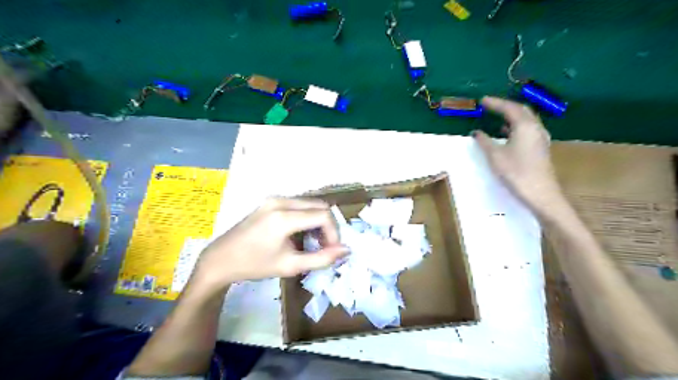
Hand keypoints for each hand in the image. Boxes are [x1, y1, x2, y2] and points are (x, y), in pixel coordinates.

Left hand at [192, 197, 345, 288]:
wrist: (221, 259)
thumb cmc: (254, 265)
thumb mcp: (290, 266)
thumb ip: (321, 259)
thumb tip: (346, 250)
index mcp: (283, 217)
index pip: (323, 215)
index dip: (334, 232)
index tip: (332, 250)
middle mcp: (280, 201)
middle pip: (319, 205)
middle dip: (328, 226)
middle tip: (325, 246)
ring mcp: (274, 198)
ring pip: (310, 204)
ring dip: (318, 221)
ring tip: (314, 242)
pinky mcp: (271, 201)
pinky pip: (299, 204)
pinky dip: (307, 217)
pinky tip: (301, 234)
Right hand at [472, 97, 565, 214]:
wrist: (540, 193)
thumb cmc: (516, 172)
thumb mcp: (495, 156)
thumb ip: (484, 141)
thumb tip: (476, 132)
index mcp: (525, 126)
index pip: (509, 108)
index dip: (495, 103)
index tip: (482, 100)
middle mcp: (535, 127)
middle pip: (521, 110)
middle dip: (505, 106)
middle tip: (490, 106)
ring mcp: (540, 137)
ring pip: (526, 119)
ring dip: (512, 115)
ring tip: (497, 116)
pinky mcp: (540, 147)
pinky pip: (528, 129)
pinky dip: (516, 125)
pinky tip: (508, 132)